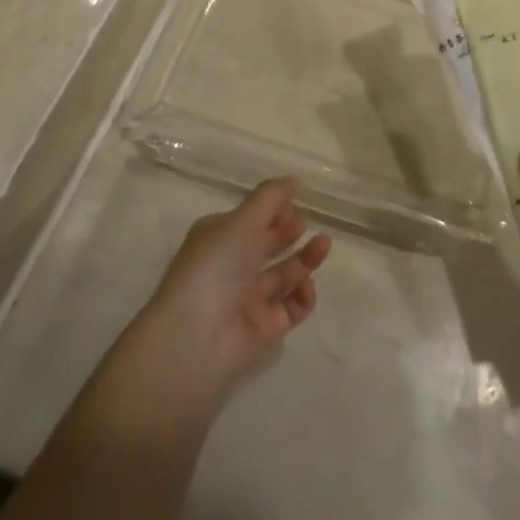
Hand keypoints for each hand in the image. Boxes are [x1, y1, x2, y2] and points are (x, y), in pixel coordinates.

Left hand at [136, 179, 330, 404]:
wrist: (196, 340)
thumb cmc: (215, 267)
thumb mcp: (242, 221)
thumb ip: (271, 197)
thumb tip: (294, 179)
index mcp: (218, 239)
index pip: (249, 220)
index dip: (272, 209)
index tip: (293, 201)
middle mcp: (231, 268)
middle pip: (267, 246)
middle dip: (289, 232)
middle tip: (306, 223)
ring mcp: (248, 300)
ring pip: (284, 275)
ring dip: (305, 259)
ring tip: (323, 245)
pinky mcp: (265, 329)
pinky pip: (291, 307)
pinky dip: (302, 295)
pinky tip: (306, 285)